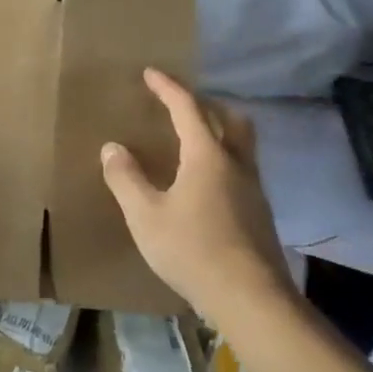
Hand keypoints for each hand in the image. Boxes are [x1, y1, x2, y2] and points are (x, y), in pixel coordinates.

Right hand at [101, 69, 294, 325]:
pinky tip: (206, 183)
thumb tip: (112, 147)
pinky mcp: (260, 213)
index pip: (187, 109)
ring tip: (193, 139)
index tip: (150, 73)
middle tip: (180, 104)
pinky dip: (223, 158)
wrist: (250, 299)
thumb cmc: (192, 250)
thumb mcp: (145, 215)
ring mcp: (253, 190)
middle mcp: (236, 164)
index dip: (168, 88)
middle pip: (229, 119)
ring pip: (242, 144)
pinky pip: (242, 169)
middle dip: (205, 104)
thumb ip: (126, 178)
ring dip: (219, 130)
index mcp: (207, 156)